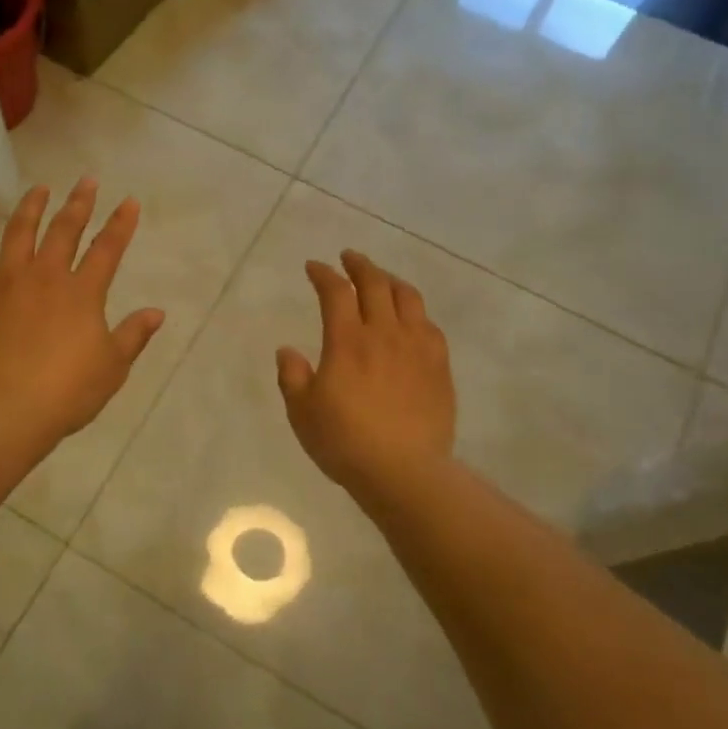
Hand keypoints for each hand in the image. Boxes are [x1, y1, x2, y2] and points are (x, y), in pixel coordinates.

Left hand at [0, 178, 164, 441]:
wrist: (4, 410)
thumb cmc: (66, 392)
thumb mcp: (112, 368)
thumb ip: (134, 335)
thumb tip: (157, 312)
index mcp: (82, 293)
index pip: (107, 249)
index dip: (121, 224)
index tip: (129, 201)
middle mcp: (45, 276)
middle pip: (64, 230)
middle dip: (78, 203)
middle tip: (86, 181)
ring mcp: (6, 282)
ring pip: (19, 233)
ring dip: (30, 208)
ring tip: (38, 189)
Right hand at [277, 250, 455, 494]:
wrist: (404, 471)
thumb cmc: (345, 442)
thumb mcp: (302, 412)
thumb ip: (292, 376)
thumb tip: (287, 349)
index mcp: (348, 341)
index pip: (336, 292)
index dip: (323, 274)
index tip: (314, 267)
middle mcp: (385, 333)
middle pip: (376, 284)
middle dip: (359, 265)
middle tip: (348, 257)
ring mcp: (417, 347)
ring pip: (408, 298)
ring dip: (391, 281)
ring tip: (382, 279)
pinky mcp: (440, 366)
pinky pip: (430, 325)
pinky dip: (416, 312)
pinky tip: (412, 319)